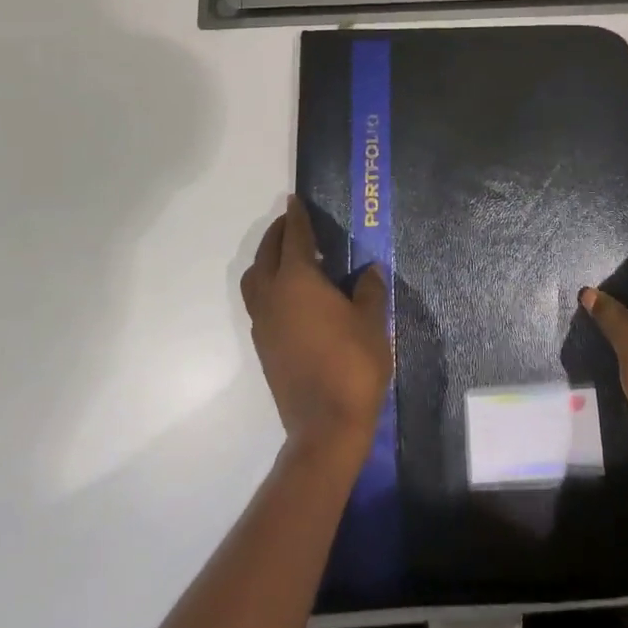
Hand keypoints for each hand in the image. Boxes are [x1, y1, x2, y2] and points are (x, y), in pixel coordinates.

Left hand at [240, 196, 391, 461]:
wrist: (325, 426)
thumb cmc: (353, 364)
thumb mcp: (372, 320)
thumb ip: (369, 289)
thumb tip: (368, 271)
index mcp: (298, 281)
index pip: (295, 237)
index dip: (297, 217)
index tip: (294, 200)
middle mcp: (273, 296)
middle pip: (267, 254)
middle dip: (278, 234)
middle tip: (294, 223)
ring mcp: (264, 323)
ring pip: (255, 279)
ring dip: (268, 260)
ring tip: (292, 257)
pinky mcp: (264, 347)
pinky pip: (259, 302)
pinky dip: (269, 285)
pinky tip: (294, 295)